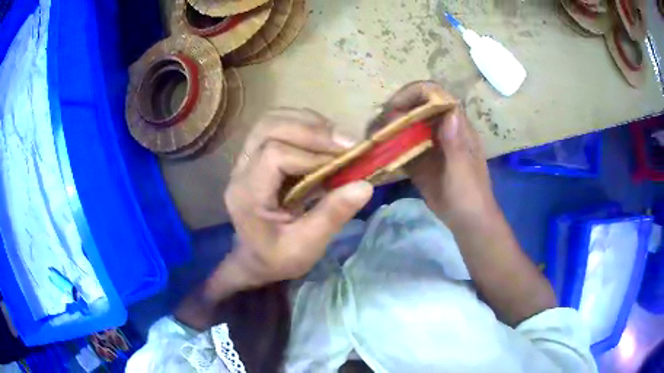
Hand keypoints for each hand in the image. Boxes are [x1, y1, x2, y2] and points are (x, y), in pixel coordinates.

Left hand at [219, 108, 373, 292]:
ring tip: (335, 139)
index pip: (274, 156)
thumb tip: (364, 185)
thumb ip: (332, 216)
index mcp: (247, 196)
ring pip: (270, 121)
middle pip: (268, 128)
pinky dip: (302, 126)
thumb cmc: (278, 258)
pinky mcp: (256, 158)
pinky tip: (322, 139)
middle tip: (345, 144)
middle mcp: (241, 171)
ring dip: (306, 123)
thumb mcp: (306, 247)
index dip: (311, 154)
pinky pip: (276, 127)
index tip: (344, 162)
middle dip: (310, 130)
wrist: (257, 259)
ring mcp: (245, 161)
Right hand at [387, 81, 498, 228]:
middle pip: (418, 108)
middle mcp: (442, 130)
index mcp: (457, 127)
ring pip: (408, 126)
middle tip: (378, 125)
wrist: (467, 221)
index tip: (396, 107)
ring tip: (373, 136)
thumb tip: (449, 112)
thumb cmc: (470, 195)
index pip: (437, 96)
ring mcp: (430, 145)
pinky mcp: (420, 161)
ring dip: (390, 128)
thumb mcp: (463, 171)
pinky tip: (377, 152)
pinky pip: (403, 147)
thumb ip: (456, 144)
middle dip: (397, 110)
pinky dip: (390, 147)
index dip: (417, 94)